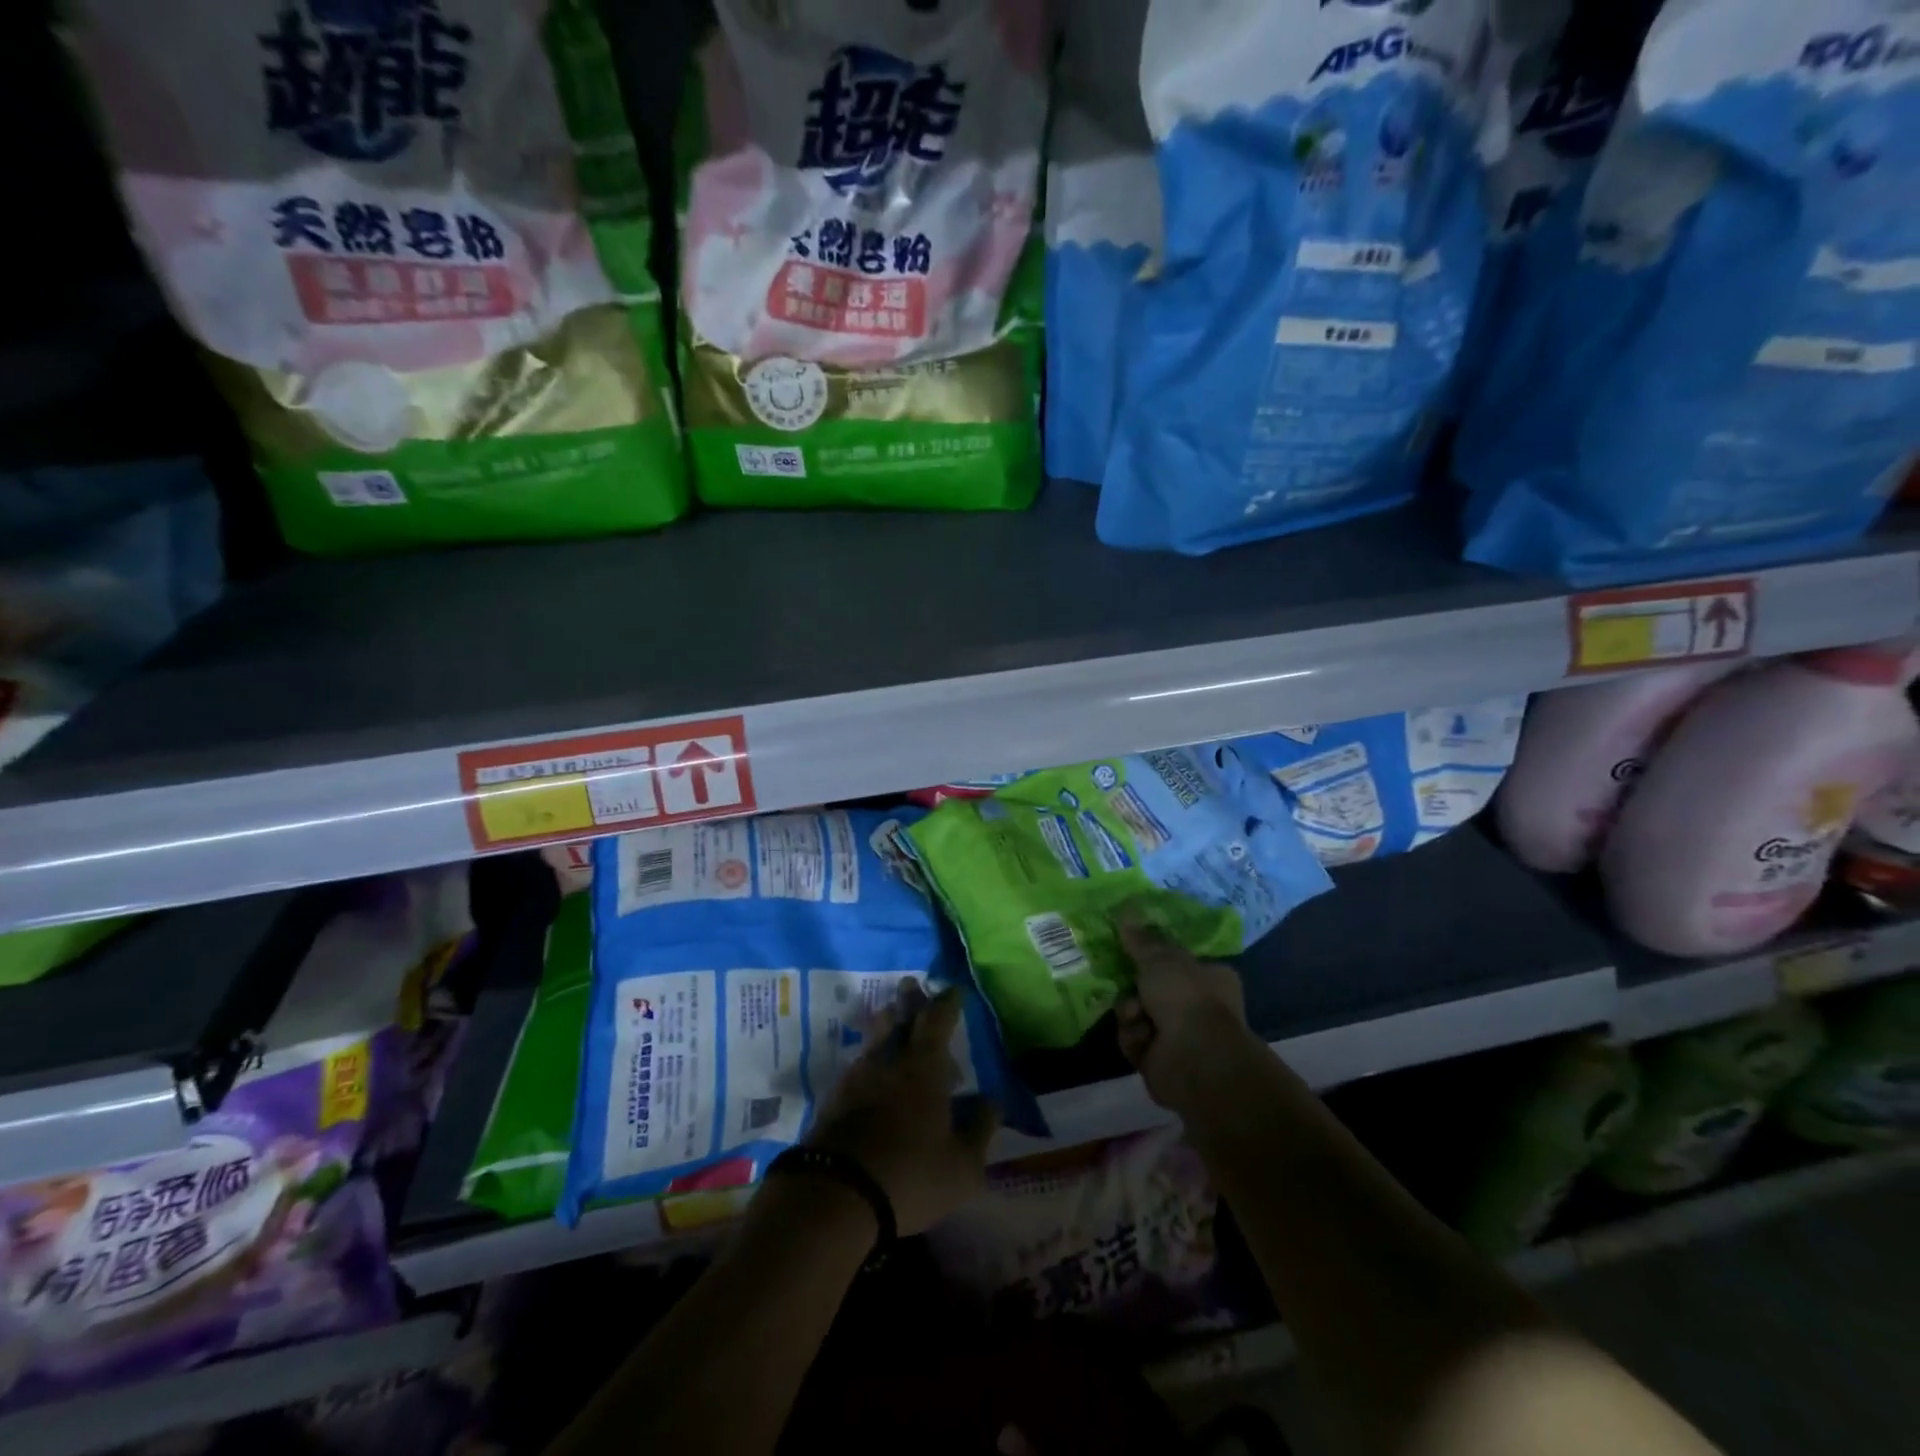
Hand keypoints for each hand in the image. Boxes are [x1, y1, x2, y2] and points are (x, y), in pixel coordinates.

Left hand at [805, 981, 998, 1235]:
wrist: (835, 1195)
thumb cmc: (911, 1175)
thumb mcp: (962, 1165)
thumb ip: (980, 1129)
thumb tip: (993, 1100)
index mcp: (925, 1066)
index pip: (938, 1020)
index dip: (947, 1003)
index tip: (953, 990)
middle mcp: (890, 1060)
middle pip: (900, 1018)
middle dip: (910, 1000)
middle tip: (913, 983)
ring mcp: (857, 1077)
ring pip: (875, 1038)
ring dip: (886, 1023)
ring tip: (890, 1016)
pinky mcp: (834, 1098)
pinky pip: (858, 1064)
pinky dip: (869, 1057)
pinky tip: (871, 1069)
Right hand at [1114, 915, 1258, 1112]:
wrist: (1194, 1058)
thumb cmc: (1186, 997)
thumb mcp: (1160, 958)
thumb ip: (1141, 940)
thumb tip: (1126, 914)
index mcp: (1210, 978)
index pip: (1178, 961)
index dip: (1154, 956)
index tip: (1131, 949)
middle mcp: (1198, 1006)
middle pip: (1151, 987)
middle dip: (1134, 987)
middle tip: (1126, 982)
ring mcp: (1180, 1036)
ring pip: (1137, 1013)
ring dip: (1130, 1012)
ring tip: (1137, 1016)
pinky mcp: (1160, 1061)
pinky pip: (1133, 1039)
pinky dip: (1133, 1037)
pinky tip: (1142, 1038)